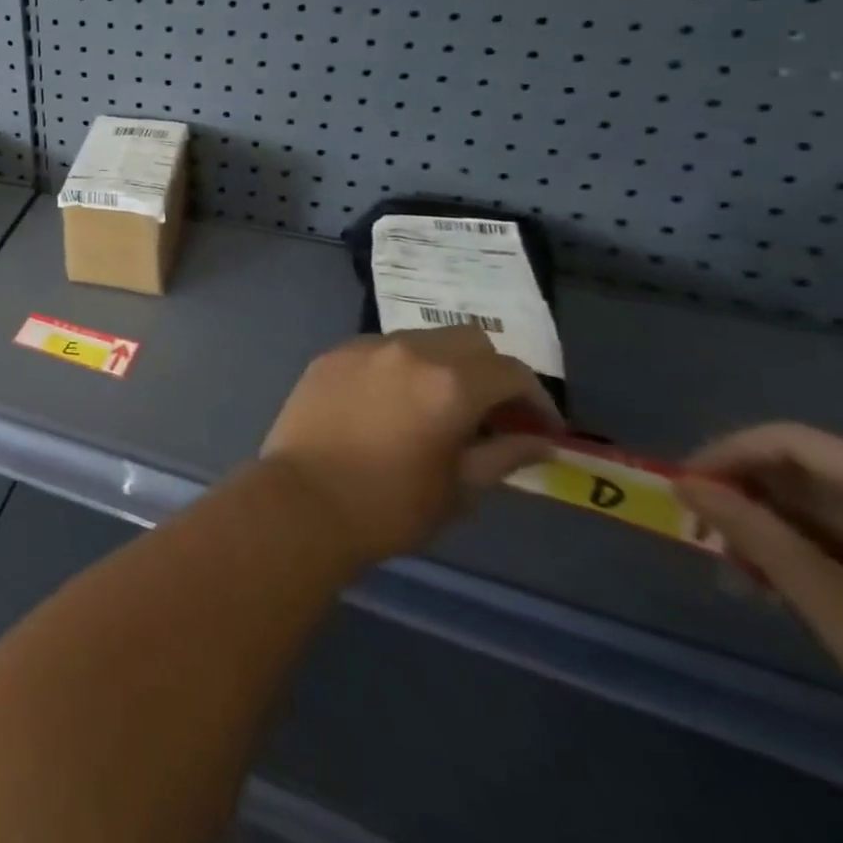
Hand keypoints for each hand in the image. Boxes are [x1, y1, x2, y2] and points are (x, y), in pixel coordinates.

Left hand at [261, 328, 560, 566]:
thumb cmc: (390, 503)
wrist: (303, 497)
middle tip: (494, 414)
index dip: (536, 400)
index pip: (511, 372)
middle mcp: (405, 351)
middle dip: (491, 371)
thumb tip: (537, 440)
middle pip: (467, 340)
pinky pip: (377, 349)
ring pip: (419, 339)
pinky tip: (395, 402)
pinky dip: (400, 366)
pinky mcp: (328, 355)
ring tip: (442, 407)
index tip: (540, 430)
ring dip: (443, 364)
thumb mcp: (461, 487)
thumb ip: (503, 454)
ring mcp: (360, 348)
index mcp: (448, 383)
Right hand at [675, 425, 842, 708]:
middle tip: (705, 529)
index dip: (728, 453)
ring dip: (771, 528)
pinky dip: (809, 551)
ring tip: (743, 569)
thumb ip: (753, 532)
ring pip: (826, 507)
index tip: (687, 485)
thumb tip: (683, 484)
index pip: (790, 441)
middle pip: (806, 474)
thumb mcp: (829, 597)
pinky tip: (787, 585)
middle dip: (746, 497)